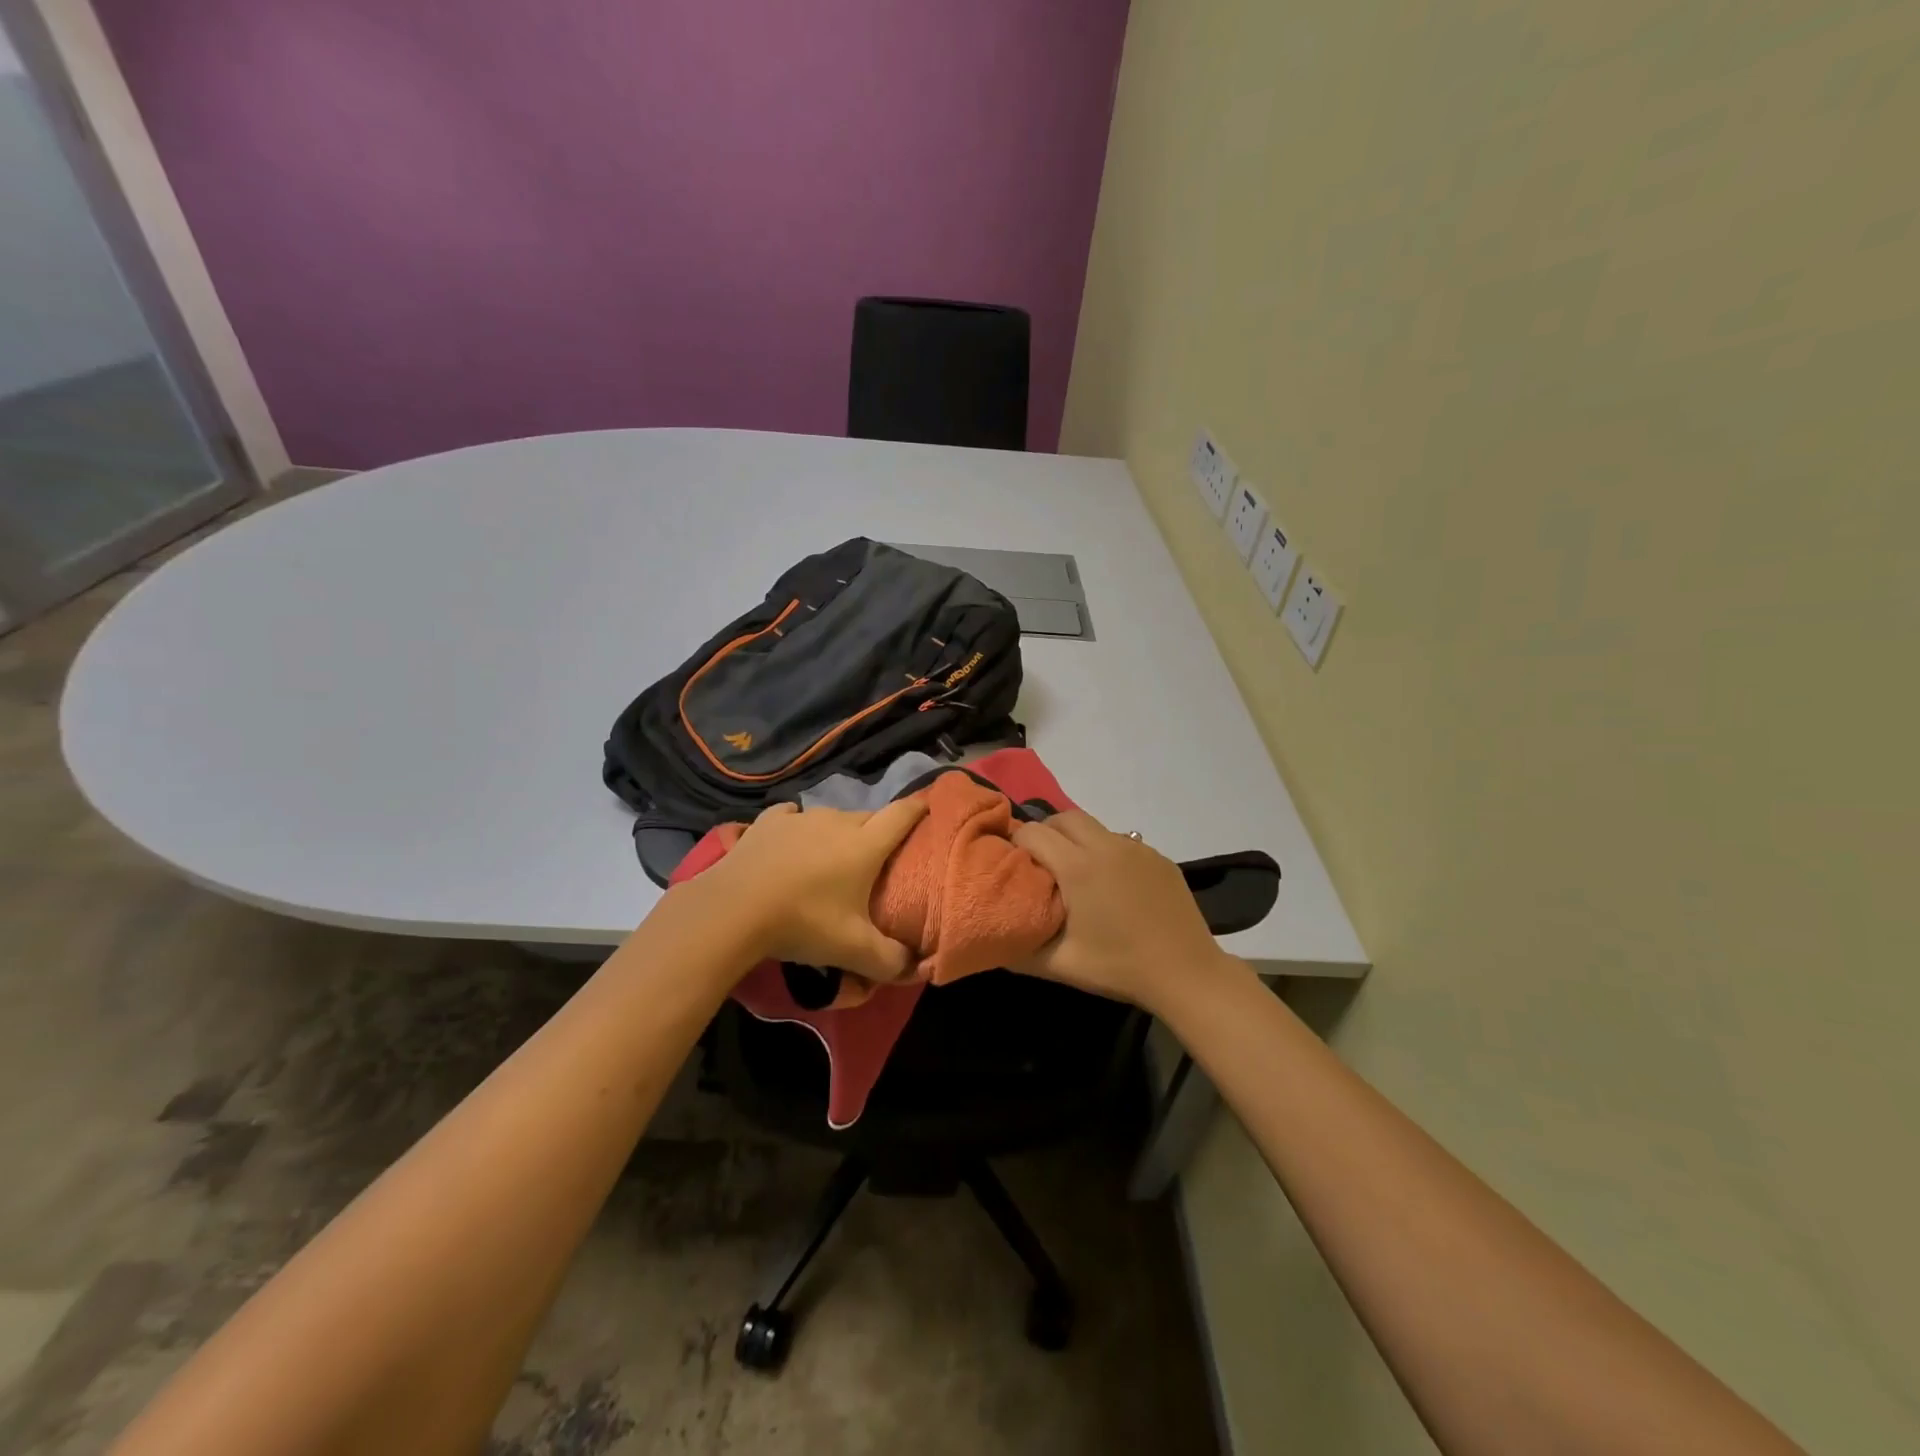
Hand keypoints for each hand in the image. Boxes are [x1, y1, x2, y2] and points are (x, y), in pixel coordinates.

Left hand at [695, 798, 928, 980]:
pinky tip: (791, 841)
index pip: (903, 815)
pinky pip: (792, 816)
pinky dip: (797, 826)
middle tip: (878, 858)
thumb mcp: (853, 951)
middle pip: (869, 817)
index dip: (920, 809)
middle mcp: (838, 821)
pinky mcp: (768, 821)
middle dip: (879, 831)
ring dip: (837, 832)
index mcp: (866, 845)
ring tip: (831, 857)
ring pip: (832, 817)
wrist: (734, 909)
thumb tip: (915, 967)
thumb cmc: (804, 922)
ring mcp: (801, 817)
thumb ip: (891, 960)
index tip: (930, 807)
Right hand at [1011, 811, 1243, 1013]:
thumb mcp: (1060, 965)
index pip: (1033, 833)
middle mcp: (1106, 845)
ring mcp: (1137, 848)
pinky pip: (1121, 842)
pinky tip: (1111, 885)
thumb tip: (991, 936)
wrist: (1187, 973)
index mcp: (1078, 866)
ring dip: (1076, 840)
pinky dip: (1105, 852)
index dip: (1016, 845)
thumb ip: (1018, 949)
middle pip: (1063, 818)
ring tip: (1074, 873)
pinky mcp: (1159, 857)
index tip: (1014, 867)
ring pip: (1094, 826)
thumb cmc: (1118, 967)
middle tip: (1040, 863)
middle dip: (1045, 832)